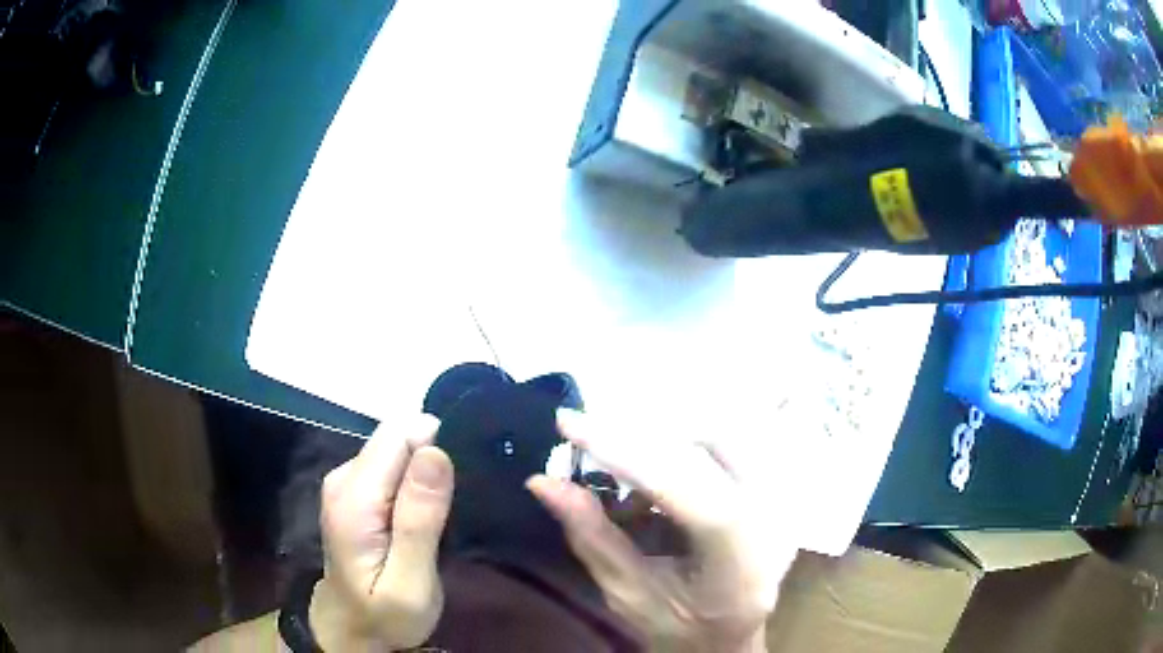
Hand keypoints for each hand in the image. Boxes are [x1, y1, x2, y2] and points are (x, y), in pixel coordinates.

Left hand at [312, 415, 453, 650]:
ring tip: (443, 515)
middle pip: (397, 437)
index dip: (437, 447)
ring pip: (396, 448)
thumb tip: (436, 453)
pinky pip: (392, 463)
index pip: (399, 435)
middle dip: (433, 459)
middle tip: (454, 508)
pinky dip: (415, 480)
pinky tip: (424, 514)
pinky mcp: (354, 489)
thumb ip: (419, 520)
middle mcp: (344, 478)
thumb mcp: (410, 583)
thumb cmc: (385, 615)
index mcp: (355, 498)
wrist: (351, 628)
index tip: (461, 485)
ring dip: (426, 472)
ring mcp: (345, 481)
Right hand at [528, 411, 790, 652]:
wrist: (730, 638)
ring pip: (719, 434)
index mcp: (737, 556)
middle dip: (640, 440)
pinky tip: (665, 483)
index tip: (567, 422)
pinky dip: (688, 451)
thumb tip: (543, 481)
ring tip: (634, 484)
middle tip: (592, 444)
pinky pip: (731, 444)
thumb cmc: (679, 628)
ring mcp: (784, 497)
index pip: (681, 485)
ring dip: (666, 445)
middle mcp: (773, 516)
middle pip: (704, 445)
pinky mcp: (779, 486)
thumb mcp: (627, 592)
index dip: (622, 450)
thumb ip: (590, 535)